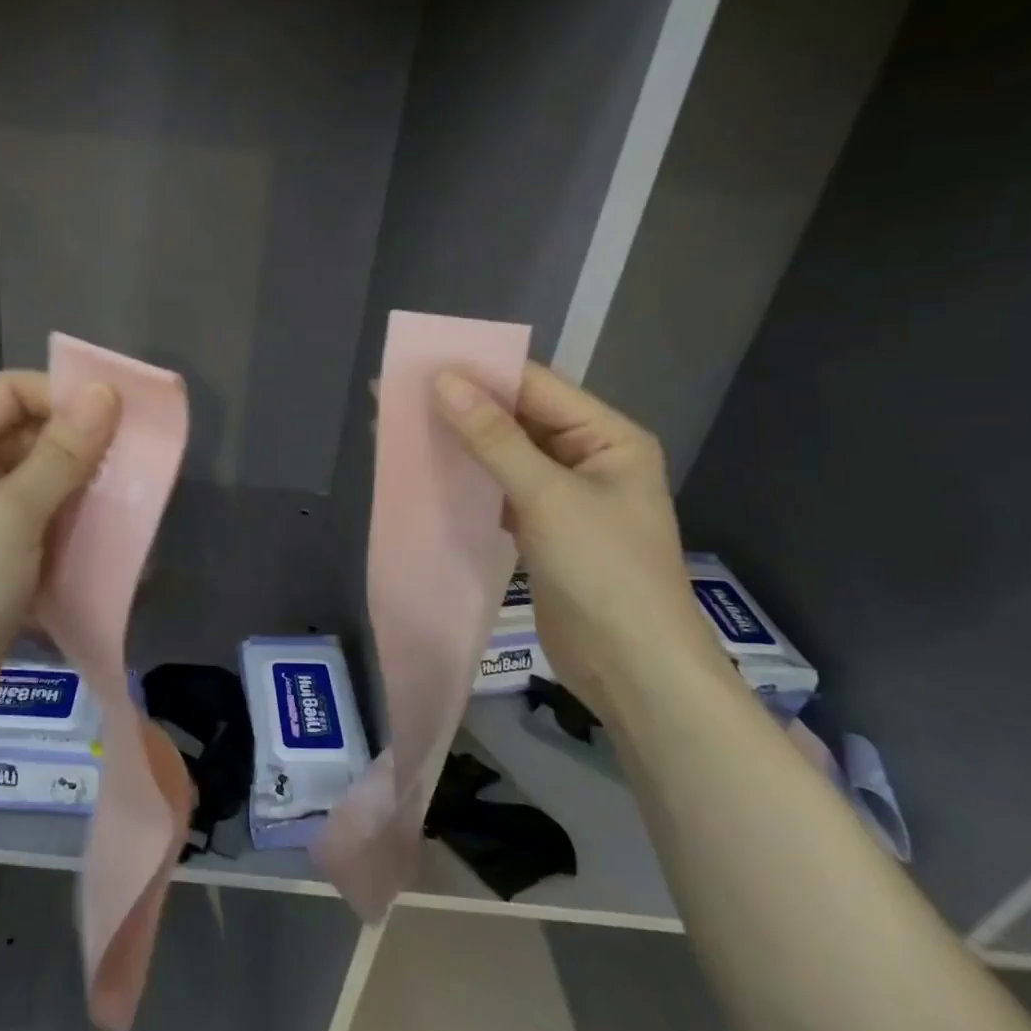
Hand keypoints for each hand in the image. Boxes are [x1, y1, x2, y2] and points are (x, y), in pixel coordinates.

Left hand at [0, 371, 119, 751]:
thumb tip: (104, 391)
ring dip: (76, 484)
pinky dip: (65, 519)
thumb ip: (64, 452)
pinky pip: (32, 517)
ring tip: (124, 496)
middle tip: (129, 460)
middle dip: (75, 444)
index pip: (6, 392)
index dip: (59, 395)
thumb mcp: (16, 512)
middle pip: (20, 434)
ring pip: (32, 478)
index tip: (115, 416)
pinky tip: (102, 532)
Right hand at [432, 362, 713, 709]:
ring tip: (401, 427)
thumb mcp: (547, 497)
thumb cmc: (603, 571)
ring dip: (459, 442)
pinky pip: (498, 489)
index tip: (420, 361)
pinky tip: (426, 471)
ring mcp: (564, 495)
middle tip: (397, 393)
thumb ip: (493, 438)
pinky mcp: (542, 528)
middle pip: (518, 418)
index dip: (479, 371)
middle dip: (462, 406)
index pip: (536, 386)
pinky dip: (466, 480)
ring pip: (503, 454)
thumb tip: (443, 381)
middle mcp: (588, 456)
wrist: (632, 670)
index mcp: (608, 436)